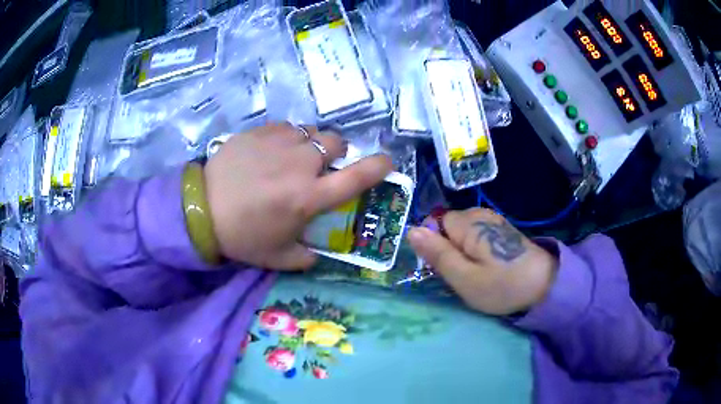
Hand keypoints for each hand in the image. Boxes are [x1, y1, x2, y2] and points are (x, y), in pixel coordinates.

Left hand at [204, 123, 392, 269]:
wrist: (200, 210)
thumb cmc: (242, 236)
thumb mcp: (278, 257)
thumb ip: (306, 257)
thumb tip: (317, 251)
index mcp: (309, 197)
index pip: (357, 177)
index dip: (378, 167)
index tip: (387, 162)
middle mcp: (300, 164)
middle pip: (336, 142)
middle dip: (335, 153)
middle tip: (318, 167)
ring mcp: (279, 143)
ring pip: (312, 131)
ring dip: (311, 144)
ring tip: (293, 158)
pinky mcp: (259, 131)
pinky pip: (286, 127)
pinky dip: (287, 138)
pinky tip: (271, 151)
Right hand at [408, 208, 557, 315]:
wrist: (545, 286)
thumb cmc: (502, 286)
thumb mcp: (464, 278)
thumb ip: (437, 254)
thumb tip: (411, 230)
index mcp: (468, 224)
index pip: (435, 223)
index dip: (435, 245)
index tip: (444, 268)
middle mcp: (480, 214)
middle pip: (448, 226)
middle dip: (448, 248)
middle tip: (461, 274)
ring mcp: (493, 221)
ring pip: (462, 232)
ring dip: (462, 251)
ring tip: (475, 272)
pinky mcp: (502, 230)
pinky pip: (476, 235)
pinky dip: (476, 250)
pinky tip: (488, 265)